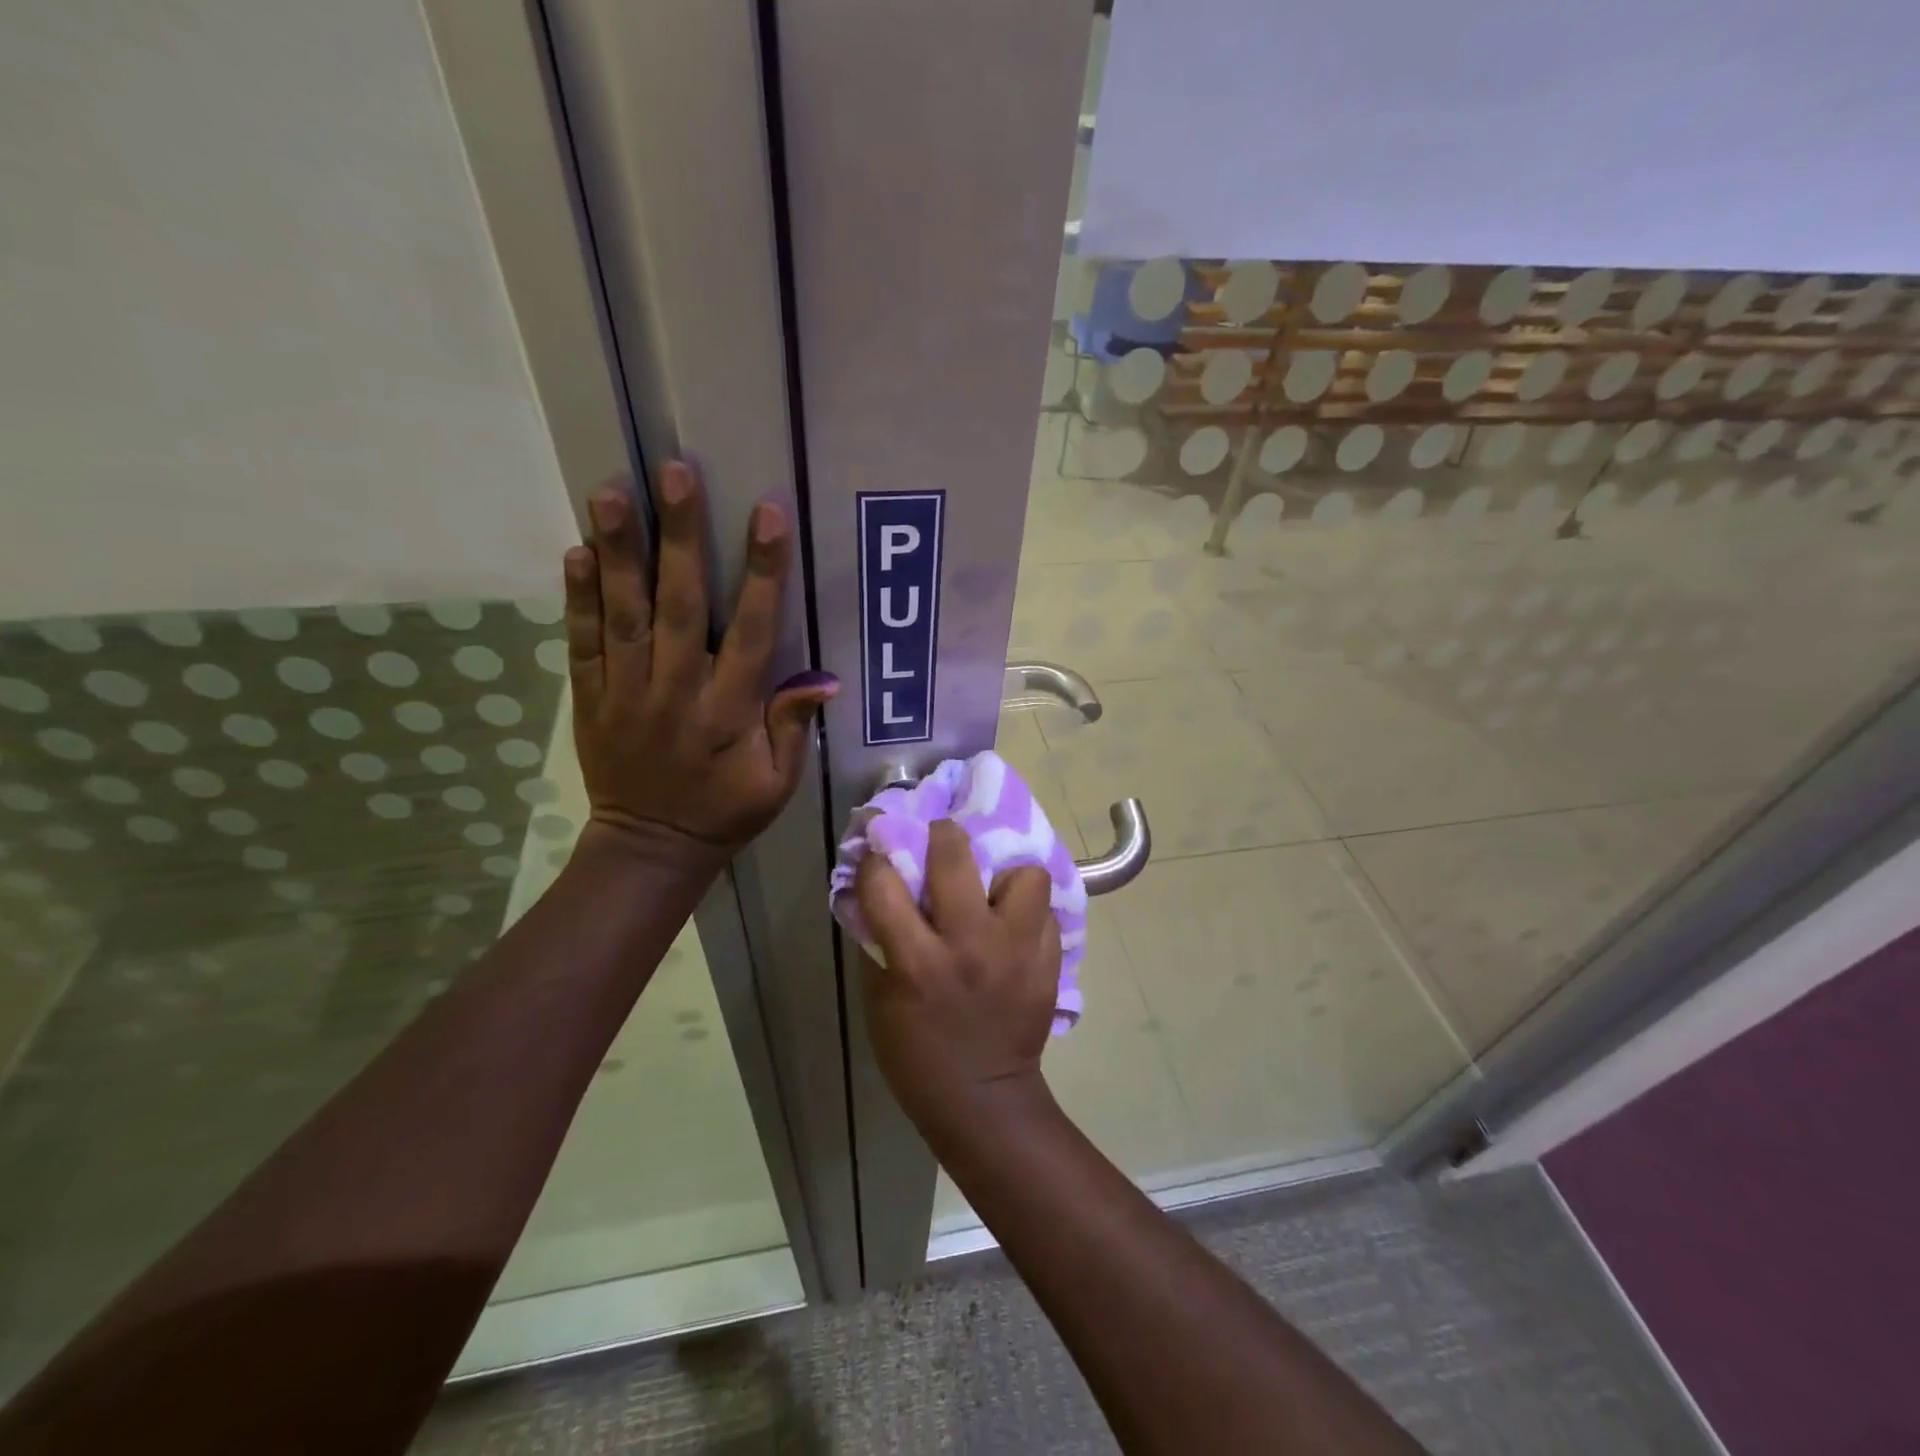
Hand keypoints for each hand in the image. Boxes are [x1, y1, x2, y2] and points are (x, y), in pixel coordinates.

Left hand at [565, 461, 837, 856]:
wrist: (650, 847)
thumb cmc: (725, 812)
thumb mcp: (777, 783)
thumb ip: (792, 728)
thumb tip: (823, 679)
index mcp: (730, 712)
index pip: (751, 632)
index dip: (762, 572)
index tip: (767, 515)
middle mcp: (677, 692)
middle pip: (680, 606)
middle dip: (680, 537)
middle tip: (674, 473)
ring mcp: (627, 693)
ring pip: (623, 614)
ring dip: (618, 552)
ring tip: (610, 493)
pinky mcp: (591, 699)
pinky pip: (582, 644)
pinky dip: (578, 599)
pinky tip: (576, 554)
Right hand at [855, 820, 1062, 1138]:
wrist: (983, 1098)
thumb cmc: (917, 1053)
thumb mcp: (880, 999)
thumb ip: (879, 939)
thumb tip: (875, 889)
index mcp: (917, 961)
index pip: (885, 882)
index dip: (876, 861)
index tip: (880, 856)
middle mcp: (970, 945)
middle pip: (956, 854)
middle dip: (941, 835)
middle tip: (940, 842)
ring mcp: (1016, 951)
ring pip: (1024, 874)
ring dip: (1005, 876)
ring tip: (993, 893)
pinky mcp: (1048, 961)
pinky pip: (1045, 911)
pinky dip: (1028, 912)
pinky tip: (1013, 926)